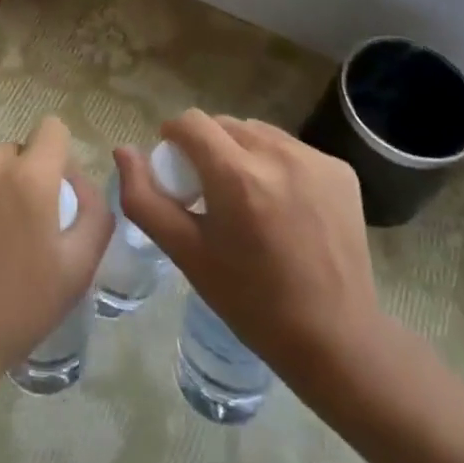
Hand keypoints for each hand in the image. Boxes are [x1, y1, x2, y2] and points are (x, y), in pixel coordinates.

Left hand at [0, 117, 111, 391]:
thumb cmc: (14, 311)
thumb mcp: (76, 271)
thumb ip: (93, 214)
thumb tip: (81, 179)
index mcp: (30, 176)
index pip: (51, 130)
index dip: (53, 156)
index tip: (45, 189)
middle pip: (7, 153)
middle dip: (11, 181)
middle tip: (3, 231)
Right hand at [116, 109, 381, 385]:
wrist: (336, 340)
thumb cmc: (252, 302)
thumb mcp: (187, 255)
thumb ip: (145, 199)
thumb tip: (123, 151)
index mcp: (237, 176)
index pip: (192, 122)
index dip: (175, 138)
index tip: (176, 168)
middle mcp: (278, 155)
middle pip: (225, 125)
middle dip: (209, 148)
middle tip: (211, 192)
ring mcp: (314, 160)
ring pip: (259, 132)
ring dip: (243, 152)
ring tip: (249, 198)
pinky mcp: (340, 170)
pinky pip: (292, 149)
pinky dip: (278, 165)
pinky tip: (284, 205)